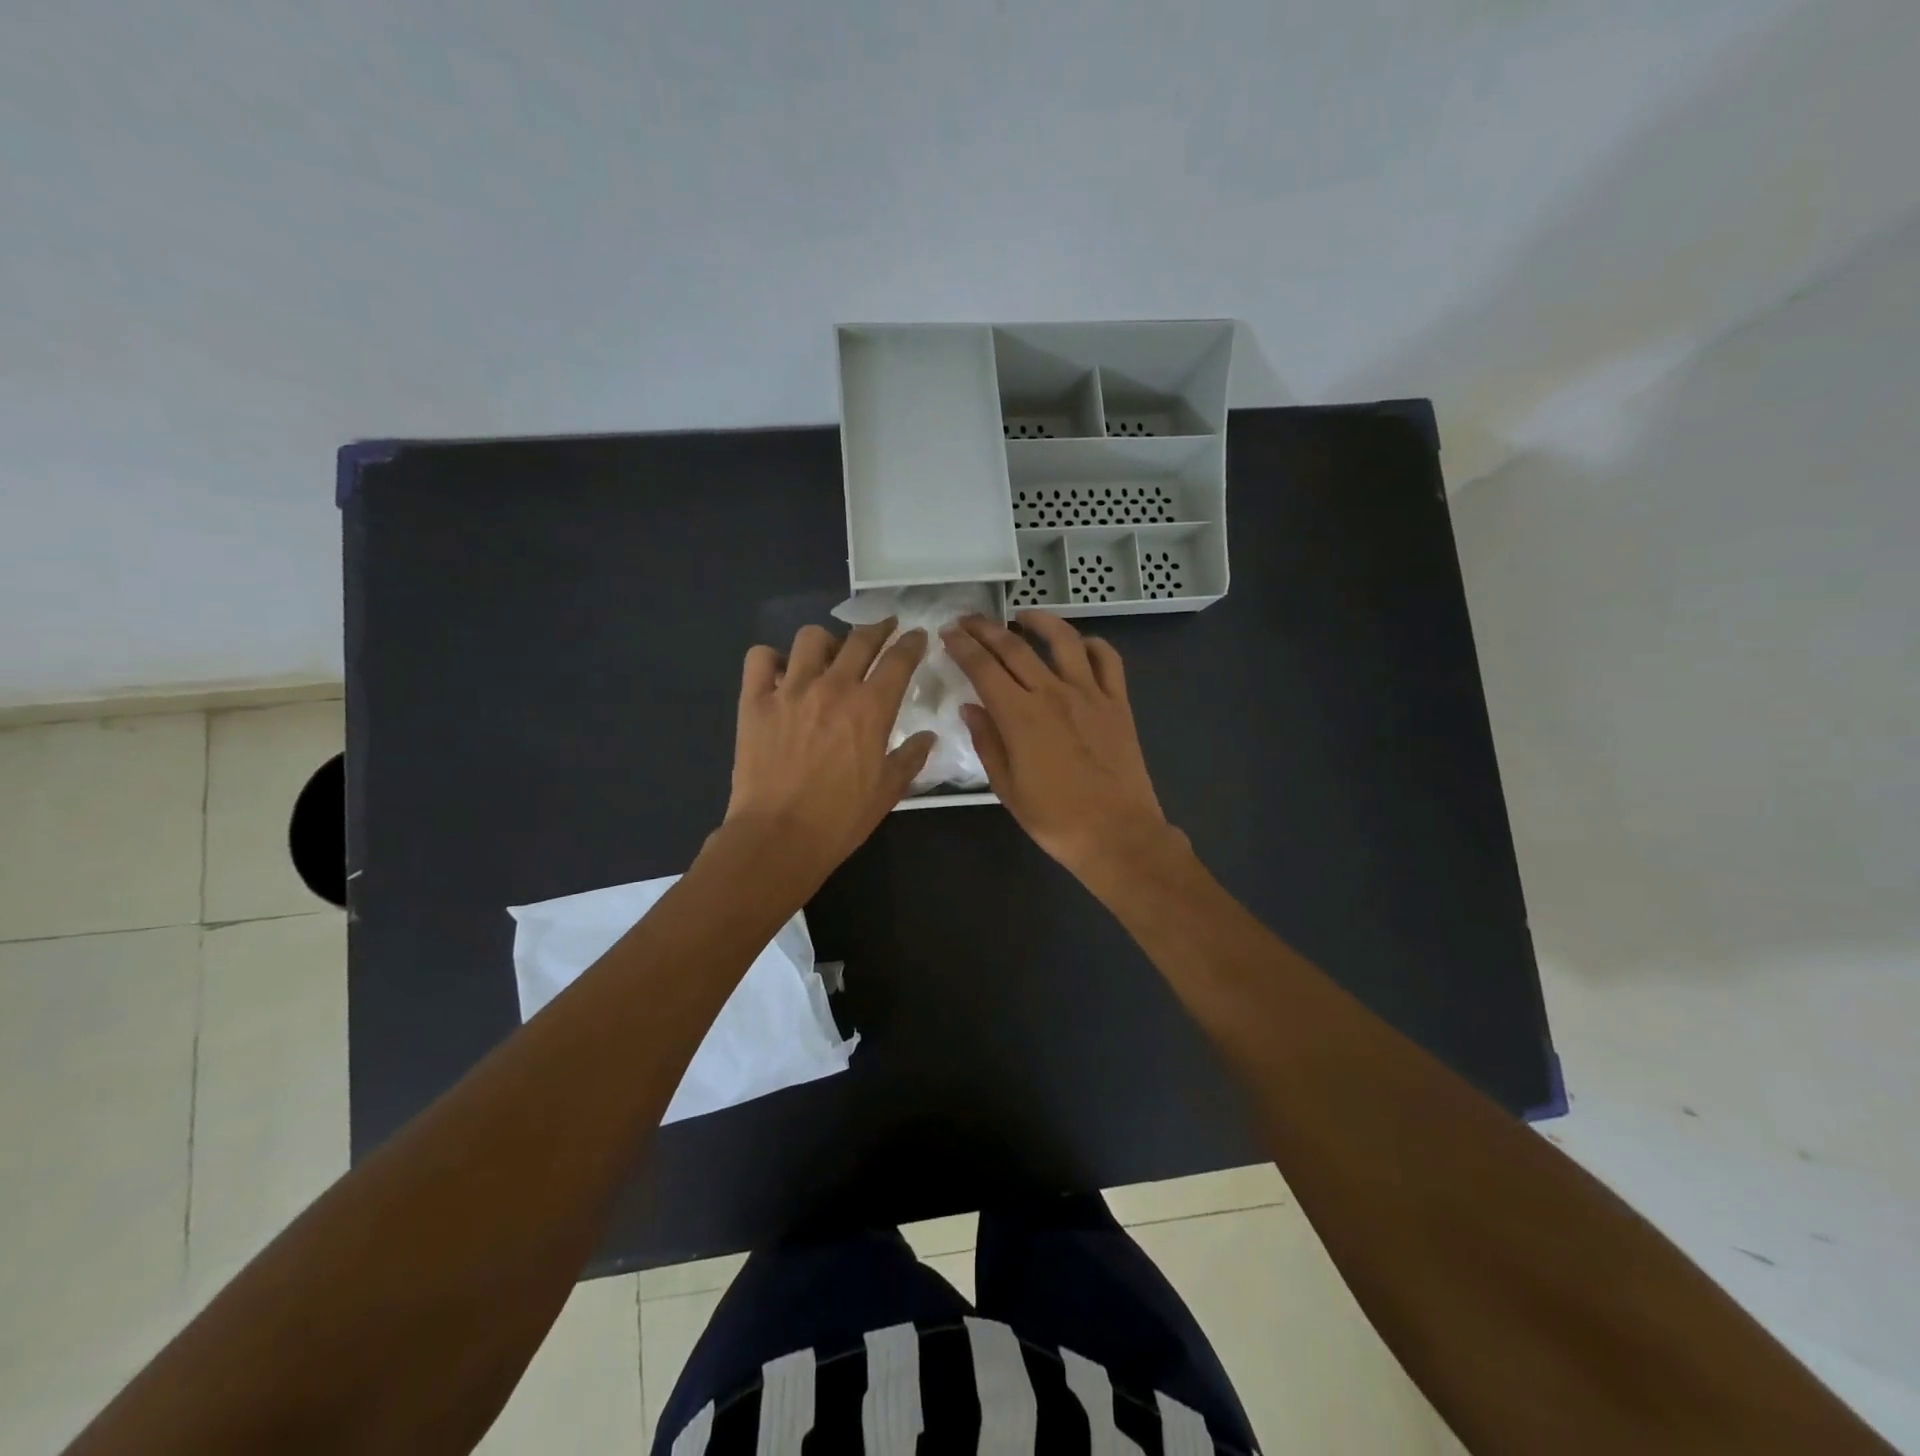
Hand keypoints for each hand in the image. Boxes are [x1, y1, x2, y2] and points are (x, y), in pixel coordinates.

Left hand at [724, 620, 933, 884]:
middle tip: (884, 629)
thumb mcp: (888, 791)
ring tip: (828, 655)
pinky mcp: (754, 700)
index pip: (899, 660)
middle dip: (878, 629)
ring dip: (826, 641)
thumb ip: (910, 758)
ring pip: (810, 639)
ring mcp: (790, 690)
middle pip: (860, 639)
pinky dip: (772, 659)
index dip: (912, 643)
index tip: (916, 636)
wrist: (778, 837)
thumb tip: (927, 736)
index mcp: (871, 708)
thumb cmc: (840, 819)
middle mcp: (833, 687)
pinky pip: (760, 658)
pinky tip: (780, 673)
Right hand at [943, 610, 1179, 879]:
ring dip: (1039, 621)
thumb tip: (970, 707)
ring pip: (1063, 640)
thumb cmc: (1055, 819)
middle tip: (968, 620)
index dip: (962, 646)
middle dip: (986, 628)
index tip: (948, 634)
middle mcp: (1052, 693)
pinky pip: (1108, 660)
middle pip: (1014, 647)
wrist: (1117, 834)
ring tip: (1022, 616)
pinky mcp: (1118, 702)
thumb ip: (987, 742)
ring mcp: (1090, 694)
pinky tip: (1079, 644)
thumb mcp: (1007, 788)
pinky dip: (1092, 644)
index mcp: (1020, 716)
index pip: (982, 668)